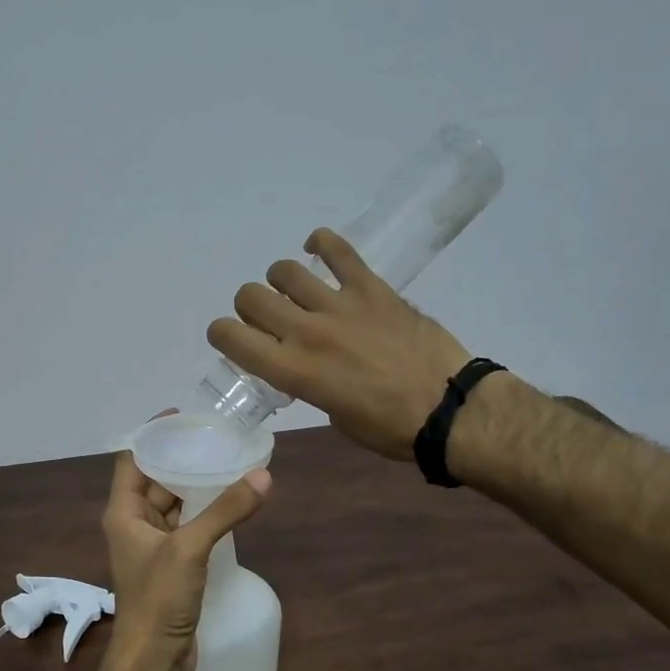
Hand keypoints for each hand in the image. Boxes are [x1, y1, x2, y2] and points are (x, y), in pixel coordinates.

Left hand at [101, 414, 271, 670]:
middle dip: (183, 459)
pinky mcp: (173, 566)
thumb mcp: (190, 549)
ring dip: (198, 487)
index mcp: (124, 513)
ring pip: (175, 505)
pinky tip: (233, 505)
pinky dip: (206, 514)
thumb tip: (263, 476)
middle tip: (218, 438)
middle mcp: (135, 524)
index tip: (184, 417)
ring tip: (231, 463)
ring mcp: (154, 547)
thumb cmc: (158, 599)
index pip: (133, 459)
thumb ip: (225, 511)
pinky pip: (188, 528)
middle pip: (156, 479)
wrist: (154, 661)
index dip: (154, 435)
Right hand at [208, 228, 474, 460]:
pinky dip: (322, 243)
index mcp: (293, 370)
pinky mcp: (370, 287)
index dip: (222, 334)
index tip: (233, 339)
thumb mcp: (332, 414)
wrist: (447, 409)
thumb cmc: (388, 427)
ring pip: (284, 270)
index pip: (232, 338)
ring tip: (298, 292)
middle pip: (250, 296)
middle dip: (250, 307)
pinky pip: (337, 250)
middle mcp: (306, 332)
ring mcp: (339, 305)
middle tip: (270, 319)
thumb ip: (307, 382)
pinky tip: (319, 250)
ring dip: (282, 281)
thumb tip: (304, 364)